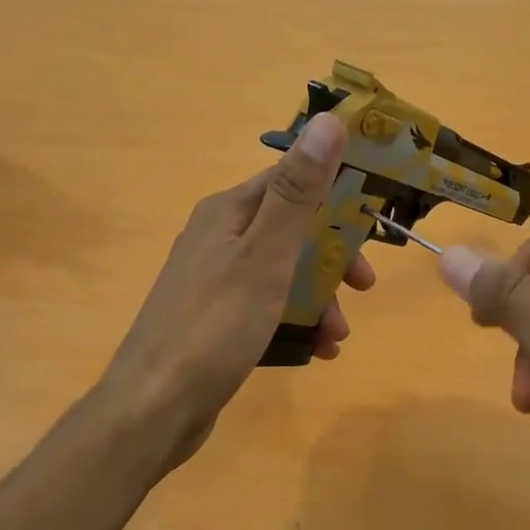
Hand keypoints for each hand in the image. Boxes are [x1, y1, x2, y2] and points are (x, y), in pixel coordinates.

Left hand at [102, 113, 373, 471]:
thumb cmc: (215, 326)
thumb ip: (298, 192)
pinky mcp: (215, 322)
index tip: (376, 215)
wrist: (154, 409)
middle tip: (364, 285)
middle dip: (332, 257)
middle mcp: (218, 239)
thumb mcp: (265, 255)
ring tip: (338, 335)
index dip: (336, 191)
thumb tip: (329, 121)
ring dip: (319, 298)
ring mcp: (214, 283)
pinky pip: (267, 309)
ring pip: (283, 275)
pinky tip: (316, 351)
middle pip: (291, 230)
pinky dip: (295, 323)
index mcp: (228, 213)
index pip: (290, 179)